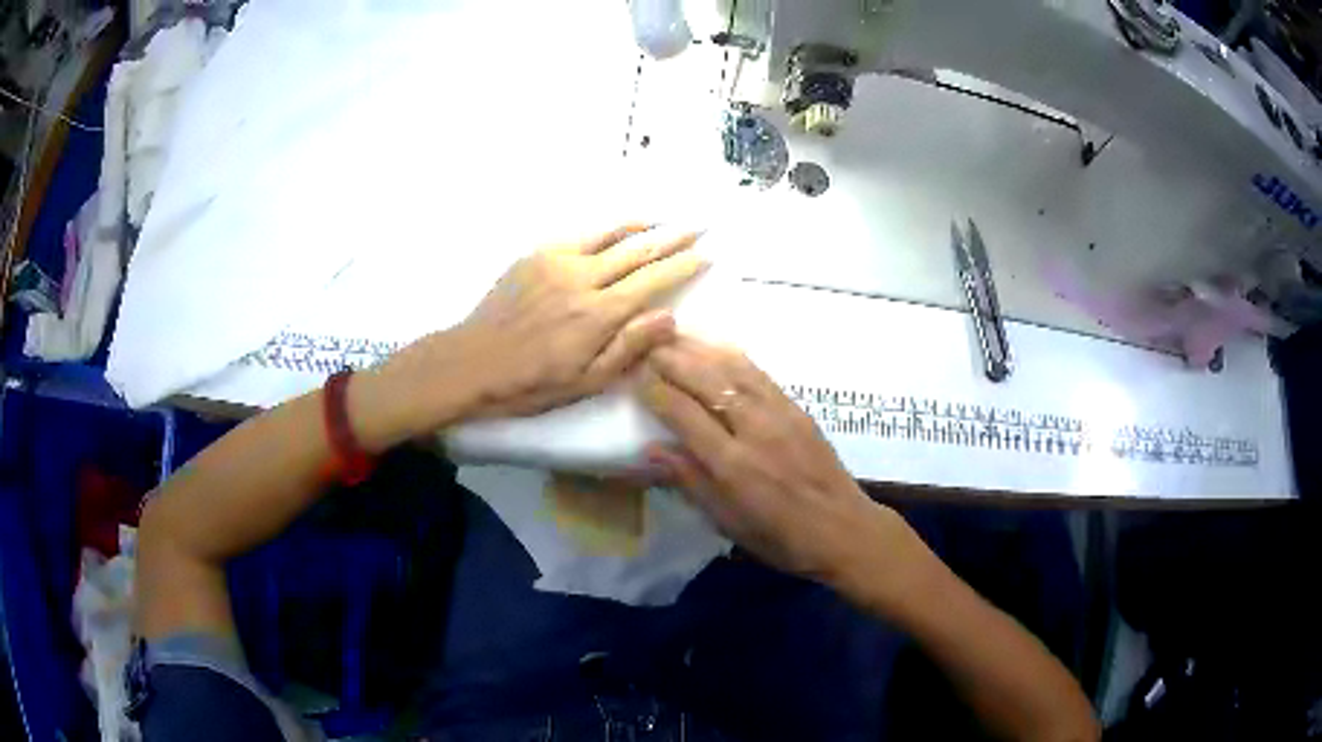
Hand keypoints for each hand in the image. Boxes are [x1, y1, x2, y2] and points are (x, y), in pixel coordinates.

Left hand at [356, 225, 707, 447]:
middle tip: (698, 226)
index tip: (705, 254)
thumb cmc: (531, 383)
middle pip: (637, 250)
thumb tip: (669, 317)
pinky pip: (580, 234)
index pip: (652, 281)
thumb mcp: (586, 382)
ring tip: (666, 219)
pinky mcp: (536, 254)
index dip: (682, 265)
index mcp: (598, 314)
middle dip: (672, 237)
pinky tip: (618, 229)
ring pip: (610, 234)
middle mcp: (583, 278)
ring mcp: (557, 260)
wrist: (472, 362)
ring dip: (643, 225)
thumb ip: (629, 347)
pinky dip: (606, 229)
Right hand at [639, 336, 904, 587]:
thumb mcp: (727, 522)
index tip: (635, 378)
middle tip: (647, 345)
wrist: (842, 528)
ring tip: (675, 337)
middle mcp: (753, 429)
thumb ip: (689, 481)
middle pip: (706, 381)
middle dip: (673, 359)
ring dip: (701, 349)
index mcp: (731, 464)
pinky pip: (760, 373)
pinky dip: (733, 356)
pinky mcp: (797, 408)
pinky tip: (718, 348)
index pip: (683, 413)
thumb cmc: (779, 537)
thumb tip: (650, 449)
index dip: (655, 391)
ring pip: (733, 369)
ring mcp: (779, 414)